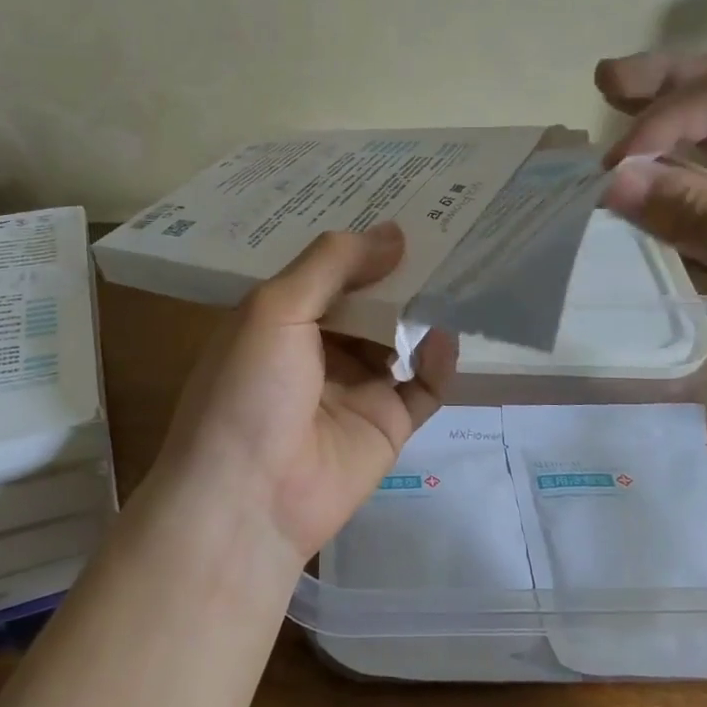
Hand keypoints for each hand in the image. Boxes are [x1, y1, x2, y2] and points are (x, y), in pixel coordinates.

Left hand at [151, 223, 457, 561]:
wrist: (248, 500)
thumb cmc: (249, 391)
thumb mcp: (275, 310)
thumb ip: (332, 264)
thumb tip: (394, 231)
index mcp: (281, 319)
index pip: (328, 270)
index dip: (360, 242)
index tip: (403, 205)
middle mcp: (318, 349)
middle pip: (369, 302)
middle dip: (399, 272)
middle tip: (445, 230)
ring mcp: (354, 388)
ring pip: (399, 338)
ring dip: (423, 311)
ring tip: (457, 272)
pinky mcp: (387, 424)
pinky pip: (423, 386)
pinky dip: (437, 361)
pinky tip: (443, 338)